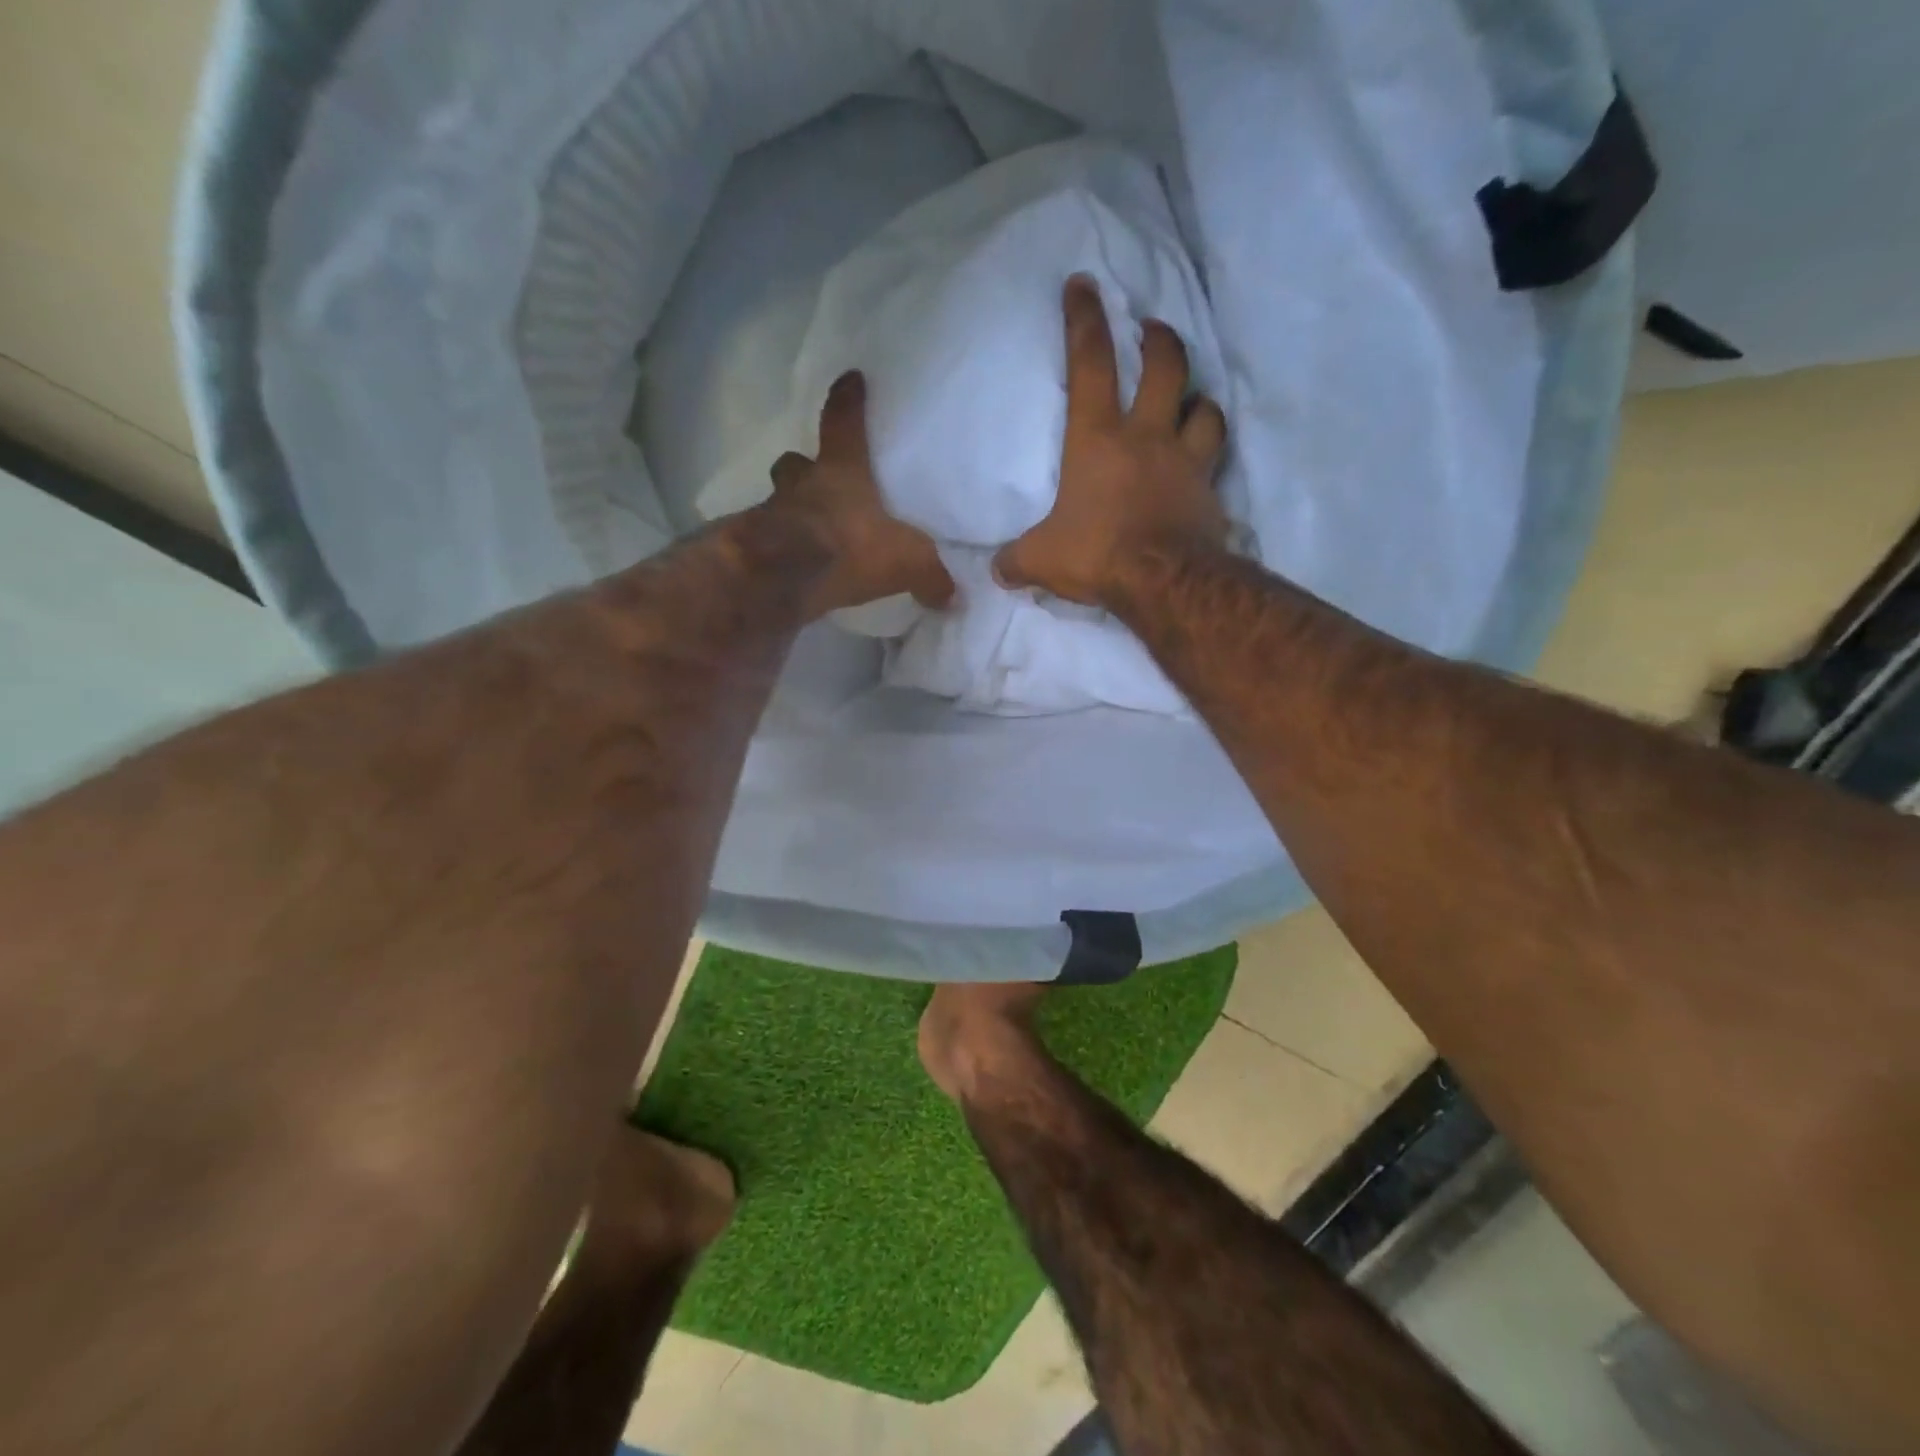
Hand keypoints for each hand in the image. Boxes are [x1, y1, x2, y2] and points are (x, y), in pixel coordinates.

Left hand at [763, 371, 955, 619]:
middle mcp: (802, 484)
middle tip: (815, 478)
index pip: (843, 422)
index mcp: (841, 471)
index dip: (848, 401)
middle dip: (804, 467)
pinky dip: (781, 548)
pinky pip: (769, 539)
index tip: (850, 380)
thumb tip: (954, 595)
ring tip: (804, 526)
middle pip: (796, 463)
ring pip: (778, 499)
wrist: (783, 578)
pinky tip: (794, 564)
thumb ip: (931, 575)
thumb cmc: (848, 547)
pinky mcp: (756, 547)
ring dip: (788, 507)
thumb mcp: (906, 561)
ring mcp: (773, 513)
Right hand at [993, 275, 1229, 607]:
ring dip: (1197, 398)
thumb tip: (998, 570)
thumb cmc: (1097, 554)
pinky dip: (1209, 453)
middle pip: (1165, 367)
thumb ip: (1018, 560)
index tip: (1083, 285)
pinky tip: (1202, 462)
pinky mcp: (1209, 490)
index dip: (1085, 320)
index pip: (1090, 363)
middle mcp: (1146, 437)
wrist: (1163, 581)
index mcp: (1097, 440)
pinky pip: (1215, 458)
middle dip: (1159, 340)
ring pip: (1205, 408)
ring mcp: (1184, 461)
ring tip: (1189, 401)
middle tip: (1152, 331)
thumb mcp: (1041, 560)